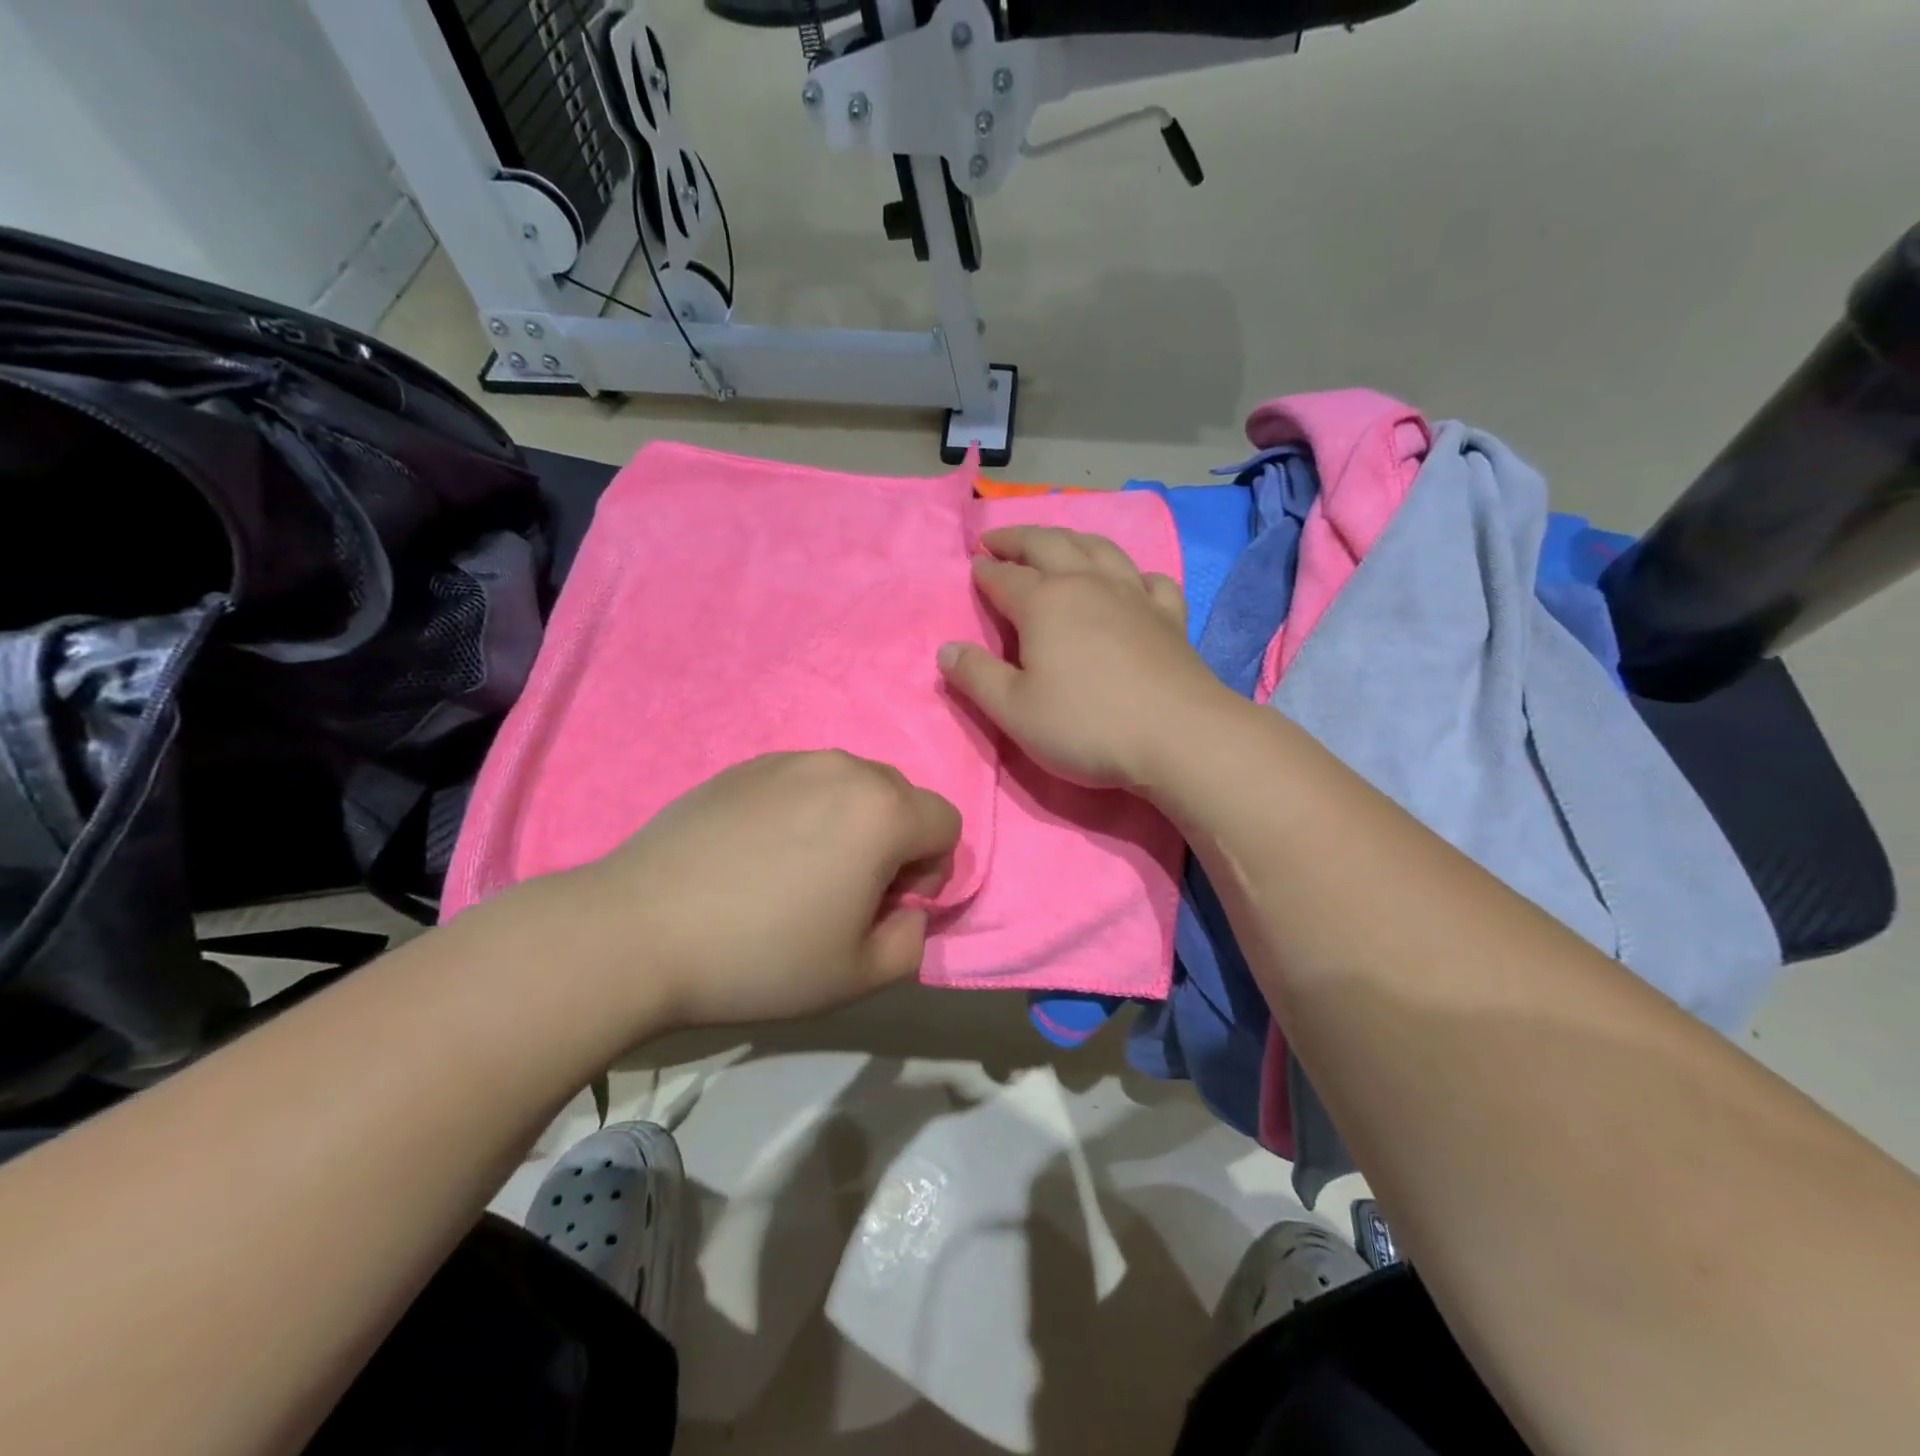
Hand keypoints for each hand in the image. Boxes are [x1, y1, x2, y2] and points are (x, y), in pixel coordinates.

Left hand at [529, 752, 959, 1030]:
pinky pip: (803, 782)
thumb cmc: (761, 956)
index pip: (947, 825)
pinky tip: (756, 856)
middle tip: (844, 892)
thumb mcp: (859, 975)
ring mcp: (790, 760)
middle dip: (893, 842)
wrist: (639, 930)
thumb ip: (912, 941)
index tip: (884, 906)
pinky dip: (803, 812)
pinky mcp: (746, 765)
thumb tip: (906, 909)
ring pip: (852, 786)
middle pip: (902, 798)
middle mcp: (844, 769)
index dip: (930, 872)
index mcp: (883, 811)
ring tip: (797, 872)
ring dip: (849, 824)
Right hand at [936, 526, 1234, 788]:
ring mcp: (1133, 596)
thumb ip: (976, 677)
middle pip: (1048, 545)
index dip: (984, 572)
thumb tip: (945, 649)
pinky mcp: (1169, 616)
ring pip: (1099, 549)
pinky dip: (1132, 572)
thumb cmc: (1086, 725)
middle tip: (998, 539)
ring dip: (1070, 538)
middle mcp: (1087, 585)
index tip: (973, 567)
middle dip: (1018, 539)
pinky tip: (1130, 580)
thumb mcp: (1014, 711)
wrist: (1178, 736)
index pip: (1004, 577)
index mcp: (1044, 603)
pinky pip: (1150, 579)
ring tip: (1056, 542)